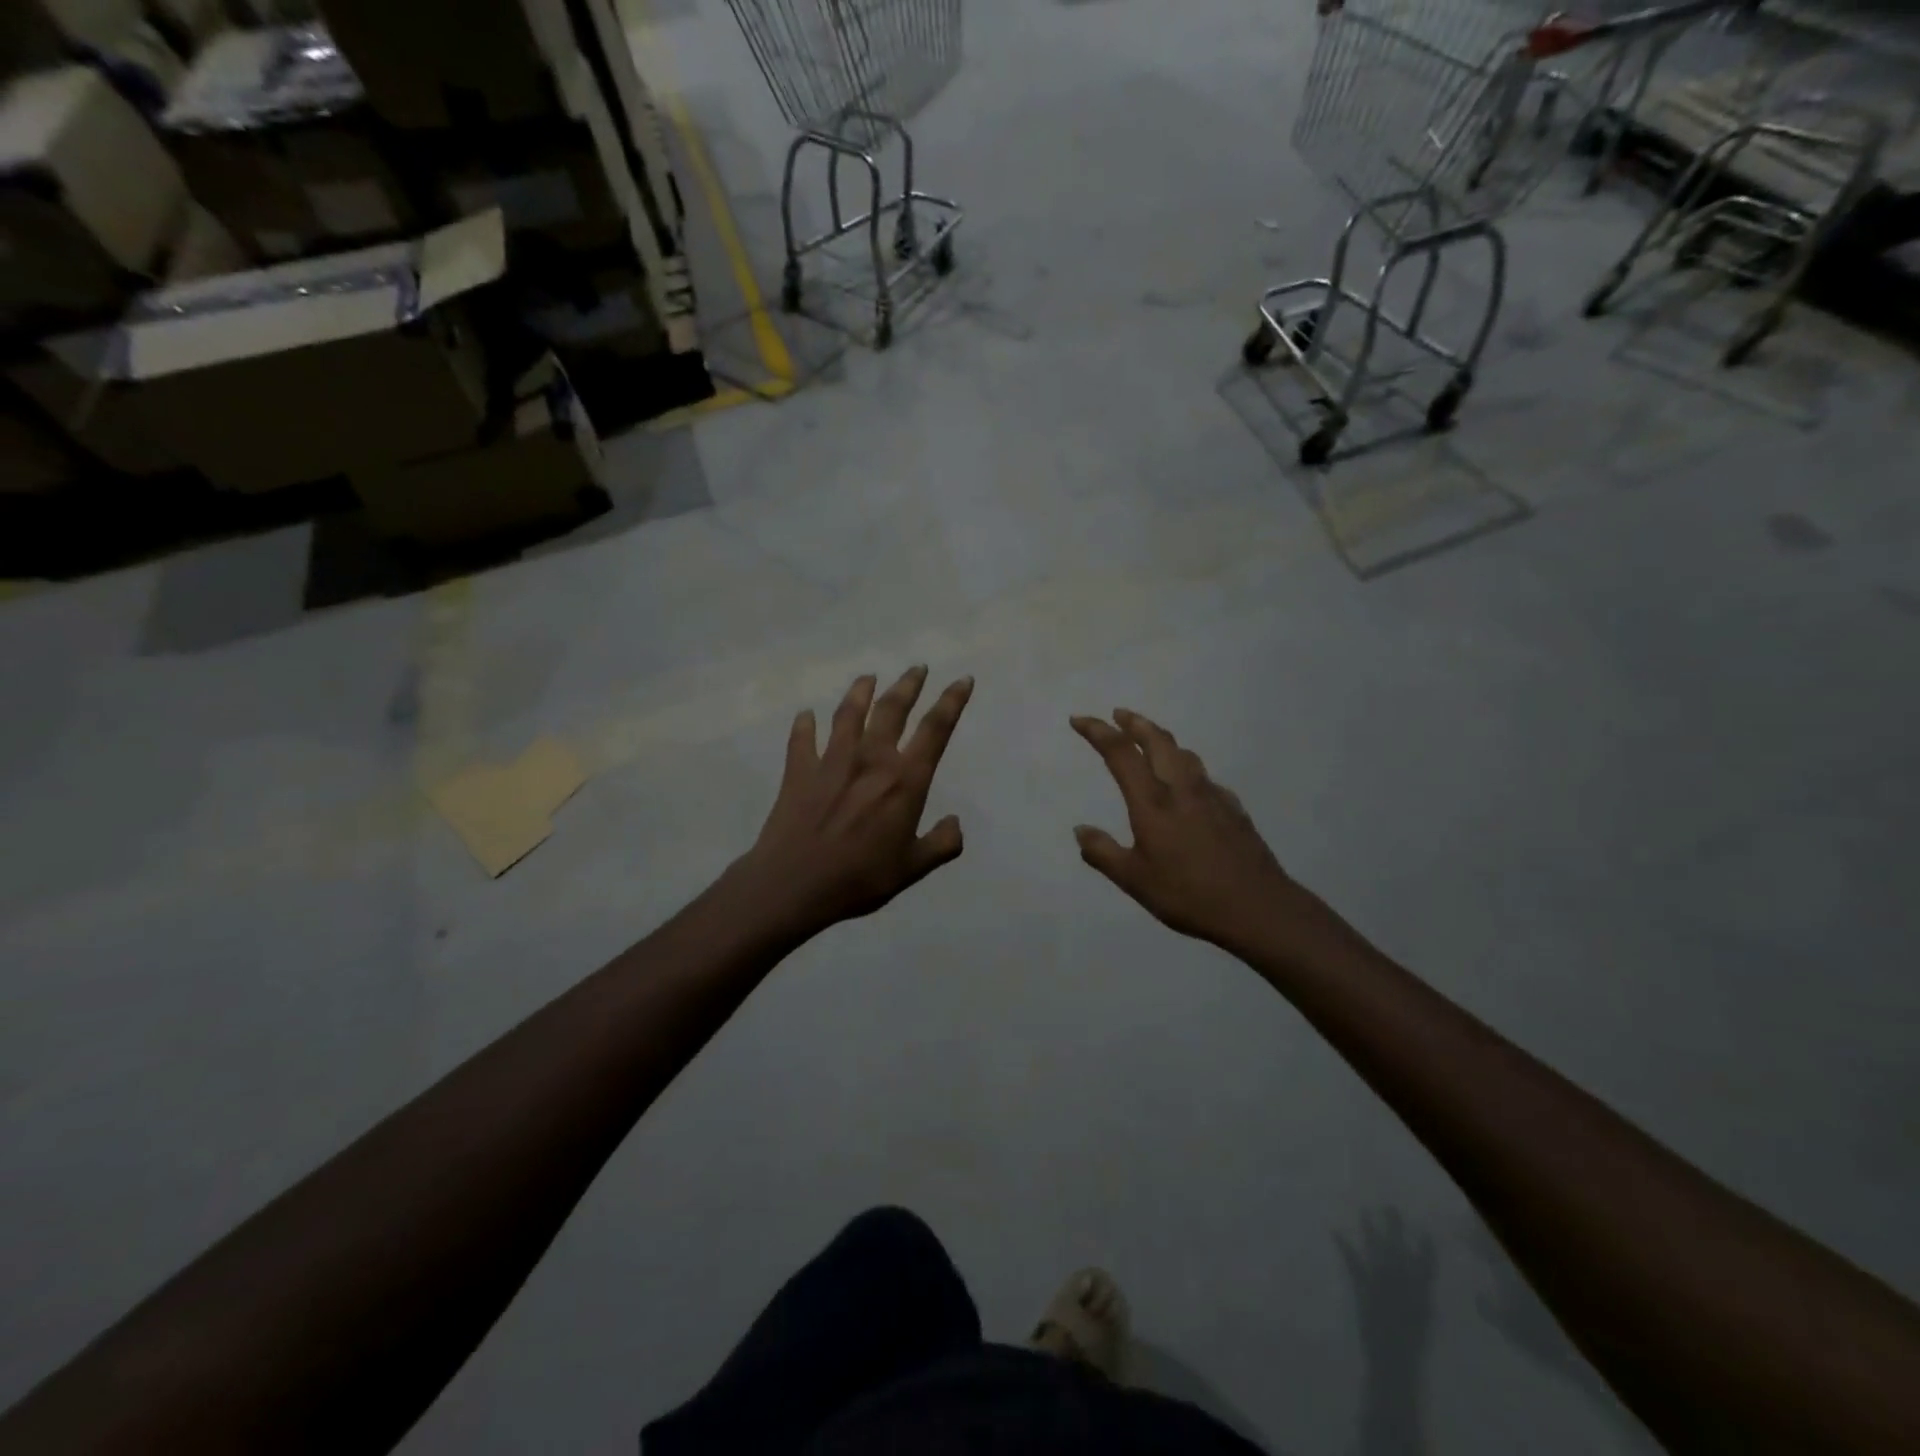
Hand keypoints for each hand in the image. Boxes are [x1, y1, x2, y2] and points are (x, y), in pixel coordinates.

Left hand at [740, 667, 972, 934]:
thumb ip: (941, 844)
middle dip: (908, 685)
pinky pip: (802, 738)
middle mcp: (871, 759)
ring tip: (868, 677)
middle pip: (892, 709)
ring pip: (849, 713)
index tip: (962, 680)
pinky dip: (804, 725)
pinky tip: (805, 715)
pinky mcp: (799, 770)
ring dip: (860, 692)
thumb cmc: (860, 878)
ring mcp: (832, 760)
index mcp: (905, 780)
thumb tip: (956, 823)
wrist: (794, 884)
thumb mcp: (912, 868)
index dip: (952, 701)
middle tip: (917, 668)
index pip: (935, 730)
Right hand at [1071, 710, 1301, 951]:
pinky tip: (1190, 787)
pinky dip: (1189, 770)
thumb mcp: (1134, 880)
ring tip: (1152, 742)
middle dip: (1135, 723)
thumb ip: (1103, 852)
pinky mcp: (1234, 810)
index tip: (1079, 719)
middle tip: (1119, 714)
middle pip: (1158, 741)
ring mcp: (1212, 796)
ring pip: (1185, 755)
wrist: (1257, 907)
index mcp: (1152, 802)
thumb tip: (1080, 830)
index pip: (1121, 753)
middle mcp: (1182, 789)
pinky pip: (1206, 778)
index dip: (1098, 732)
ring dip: (1163, 741)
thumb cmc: (1188, 894)